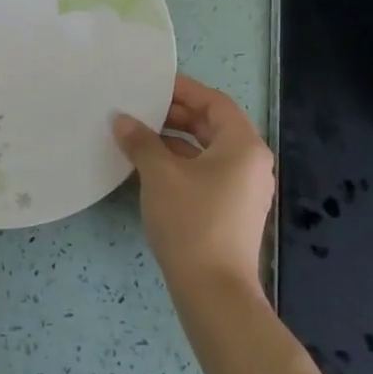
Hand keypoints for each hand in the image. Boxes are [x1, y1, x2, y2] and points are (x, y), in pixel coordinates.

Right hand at [114, 74, 274, 296]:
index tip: (151, 83)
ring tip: (137, 135)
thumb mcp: (160, 175)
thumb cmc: (191, 222)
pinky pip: (205, 173)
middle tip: (139, 108)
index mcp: (243, 145)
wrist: (213, 290)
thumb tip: (122, 119)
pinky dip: (180, 164)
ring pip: (207, 151)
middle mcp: (251, 163)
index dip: (183, 89)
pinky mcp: (231, 210)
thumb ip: (141, 141)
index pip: (214, 102)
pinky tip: (149, 167)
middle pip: (212, 125)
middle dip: (175, 115)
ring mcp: (243, 189)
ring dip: (174, 140)